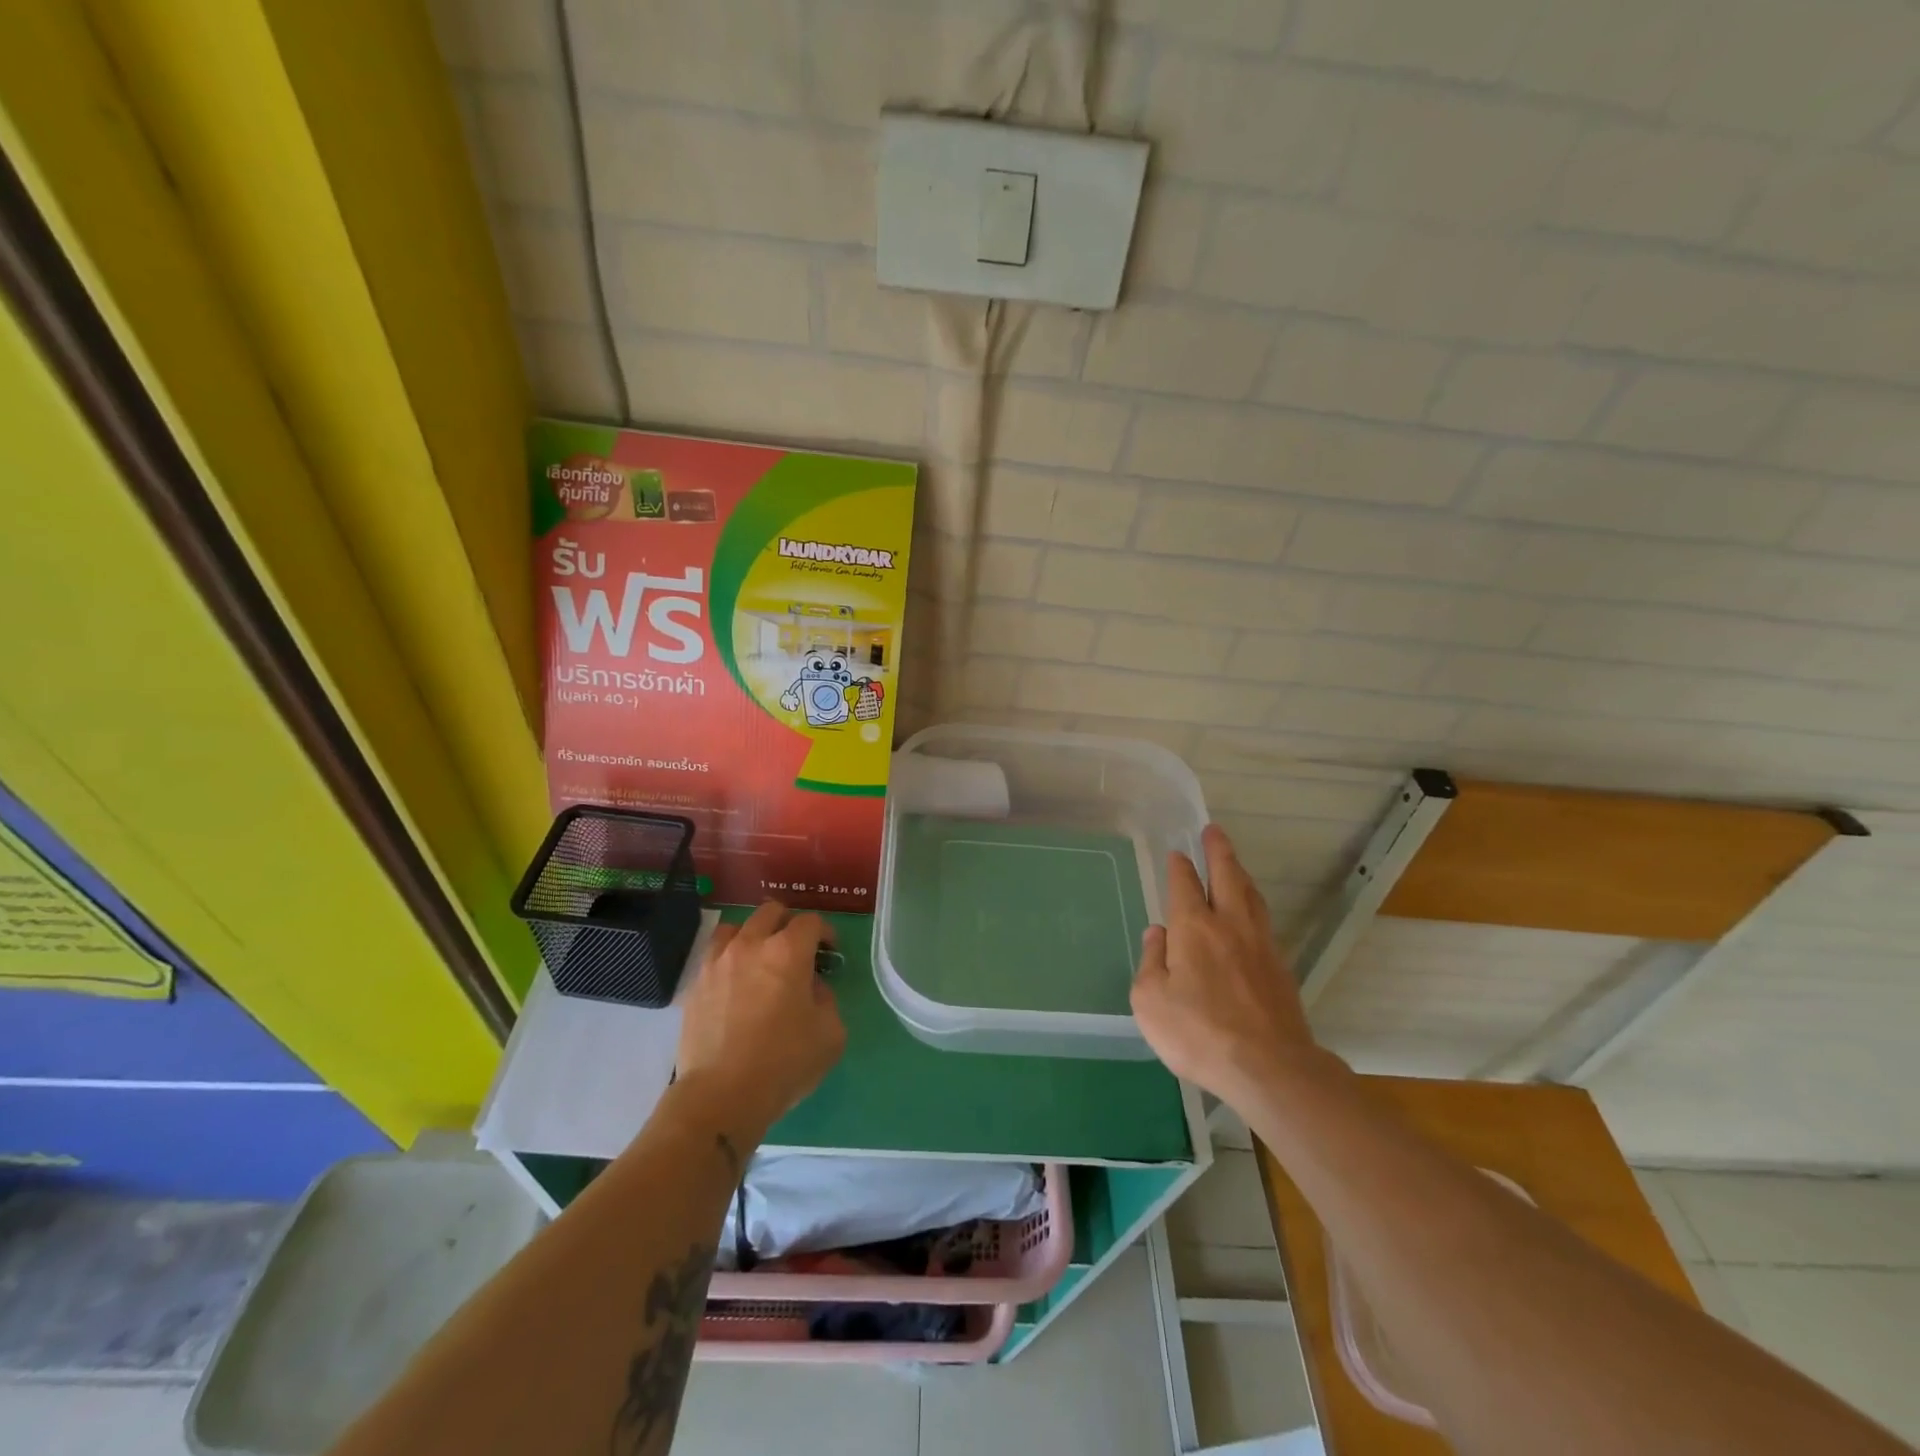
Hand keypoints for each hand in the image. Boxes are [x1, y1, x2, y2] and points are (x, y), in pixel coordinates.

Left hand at [675, 902, 846, 1139]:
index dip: (824, 932)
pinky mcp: (696, 985)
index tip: (828, 951)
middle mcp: (751, 945)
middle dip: (788, 924)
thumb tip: (811, 989)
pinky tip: (735, 983)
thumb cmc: (784, 1063)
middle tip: (796, 949)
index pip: (810, 922)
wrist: (721, 1096)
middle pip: (770, 912)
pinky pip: (714, 956)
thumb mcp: (830, 1034)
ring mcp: (718, 962)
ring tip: (759, 960)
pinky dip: (728, 959)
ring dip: (753, 936)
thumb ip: (826, 1000)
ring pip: (736, 927)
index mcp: (788, 952)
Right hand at [1131, 825, 1318, 1109]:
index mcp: (1194, 928)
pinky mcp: (1280, 968)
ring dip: (1240, 874)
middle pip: (1227, 876)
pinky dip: (1254, 904)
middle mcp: (1229, 925)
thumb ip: (1151, 962)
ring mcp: (1260, 945)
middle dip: (1219, 851)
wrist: (1269, 1067)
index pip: (1184, 884)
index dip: (1180, 866)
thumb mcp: (1150, 1001)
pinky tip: (1251, 913)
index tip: (1178, 853)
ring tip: (1234, 864)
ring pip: (1251, 896)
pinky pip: (1264, 921)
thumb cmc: (1198, 1032)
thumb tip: (1158, 935)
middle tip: (1214, 831)